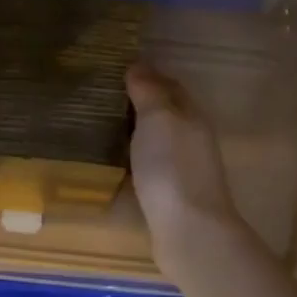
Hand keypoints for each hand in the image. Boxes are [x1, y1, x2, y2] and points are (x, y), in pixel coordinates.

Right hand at [125, 61, 247, 277]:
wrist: (189, 230)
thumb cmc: (172, 167)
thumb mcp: (159, 118)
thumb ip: (149, 92)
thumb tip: (137, 66)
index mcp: (191, 115)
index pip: (170, 86)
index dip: (148, 75)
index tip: (117, 70)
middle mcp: (192, 138)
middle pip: (167, 113)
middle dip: (141, 103)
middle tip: (104, 97)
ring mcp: (184, 169)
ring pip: (159, 140)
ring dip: (137, 132)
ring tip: (103, 126)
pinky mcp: (172, 195)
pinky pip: (152, 166)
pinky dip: (136, 158)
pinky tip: (117, 162)